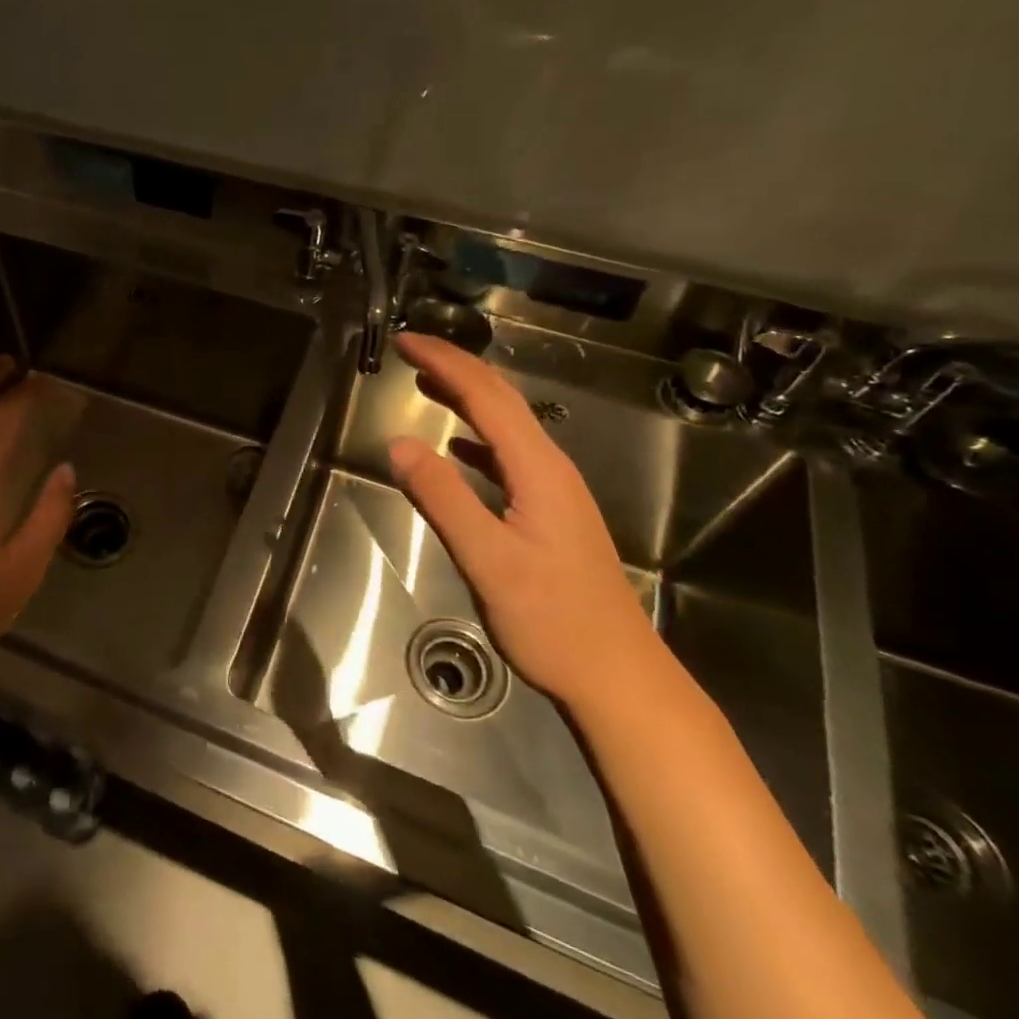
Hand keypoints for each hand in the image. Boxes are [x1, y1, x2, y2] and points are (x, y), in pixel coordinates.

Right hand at [386, 333, 665, 713]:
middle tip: (409, 352)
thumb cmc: (553, 620)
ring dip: (466, 399)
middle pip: (502, 402)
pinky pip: (508, 457)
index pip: (487, 397)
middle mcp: (551, 469)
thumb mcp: (488, 559)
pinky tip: (456, 450)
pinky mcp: (551, 514)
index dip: (446, 362)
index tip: (405, 341)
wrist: (619, 676)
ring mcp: (555, 492)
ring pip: (507, 427)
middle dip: (455, 369)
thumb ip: (443, 497)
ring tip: (425, 384)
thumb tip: (398, 443)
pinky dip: (476, 439)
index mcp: (539, 470)